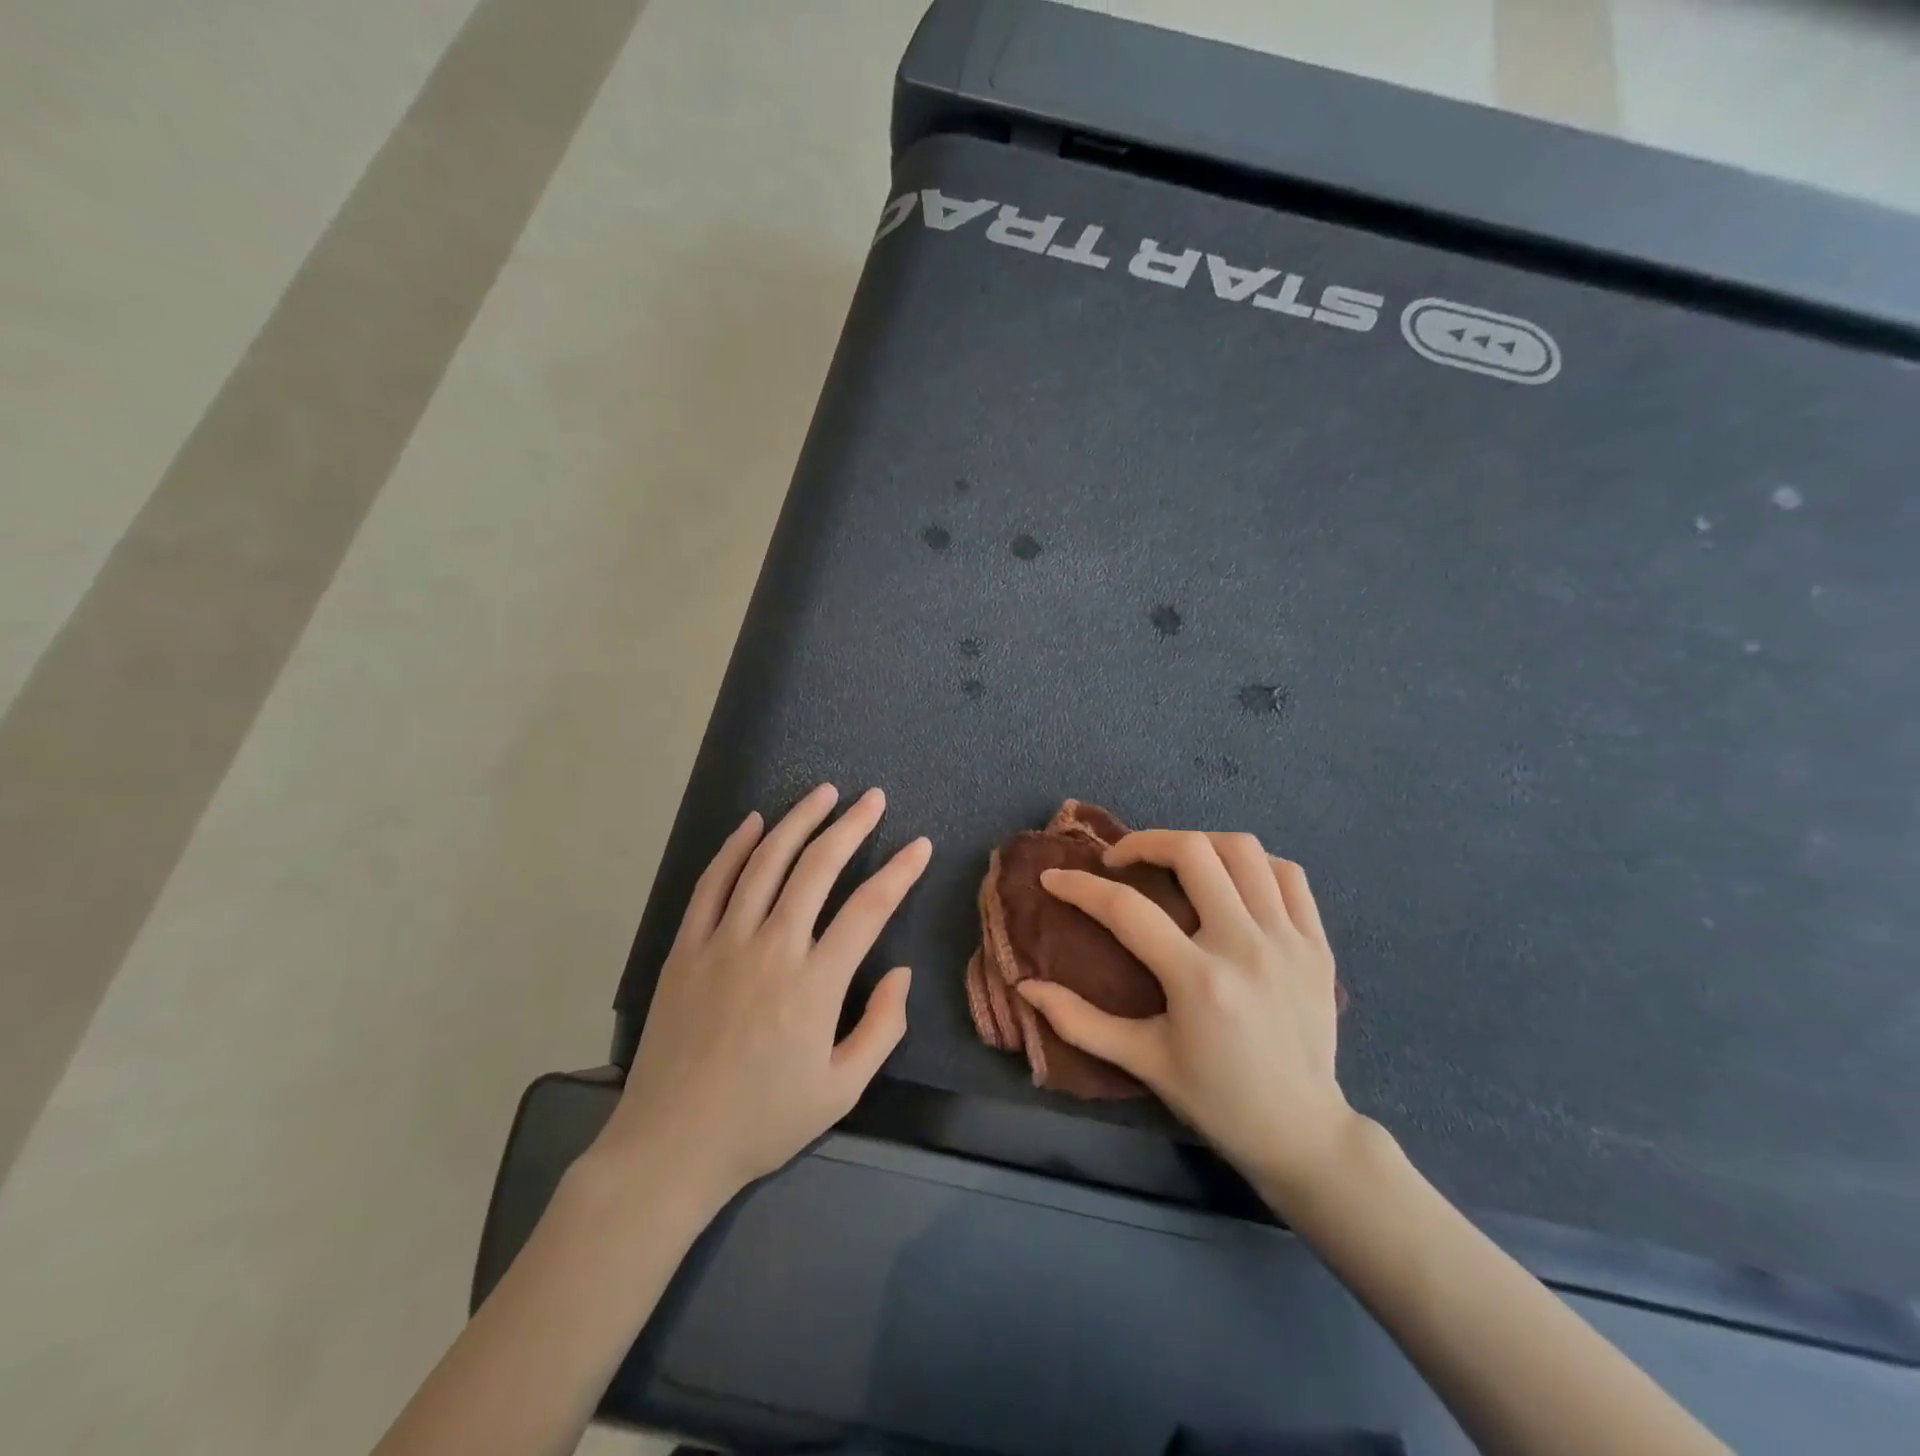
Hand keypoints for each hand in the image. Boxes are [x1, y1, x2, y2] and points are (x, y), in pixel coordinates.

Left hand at [593, 784, 931, 1207]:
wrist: (671, 1144)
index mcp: (816, 983)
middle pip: (817, 867)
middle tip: (873, 798)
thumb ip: (882, 1027)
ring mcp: (723, 942)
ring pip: (765, 862)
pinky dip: (734, 847)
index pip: (869, 908)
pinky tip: (754, 822)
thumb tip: (900, 971)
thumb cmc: (763, 1120)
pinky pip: (712, 883)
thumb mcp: (842, 1090)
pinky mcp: (685, 946)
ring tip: (824, 793)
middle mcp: (771, 947)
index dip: (900, 871)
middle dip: (851, 825)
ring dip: (798, 821)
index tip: (919, 845)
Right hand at [1017, 830, 1355, 1204]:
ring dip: (1199, 844)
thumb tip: (1026, 987)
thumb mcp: (1142, 1061)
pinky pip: (1289, 875)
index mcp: (1198, 981)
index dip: (1080, 887)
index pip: (1127, 909)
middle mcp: (1246, 947)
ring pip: (1244, 851)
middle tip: (1120, 860)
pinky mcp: (1318, 943)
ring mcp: (1289, 940)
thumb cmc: (1216, 1098)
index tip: (1054, 878)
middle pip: (1193, 853)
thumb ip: (1079, 1022)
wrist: (1302, 1132)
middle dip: (1144, 842)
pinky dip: (1255, 865)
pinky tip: (1231, 882)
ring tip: (1175, 863)